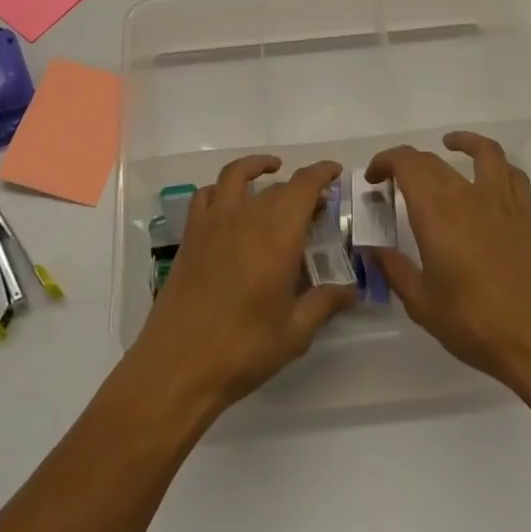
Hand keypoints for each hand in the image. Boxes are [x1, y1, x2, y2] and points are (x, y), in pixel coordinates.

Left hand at [129, 155, 354, 413]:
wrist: (178, 364)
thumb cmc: (243, 348)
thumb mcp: (294, 332)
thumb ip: (324, 303)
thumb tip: (352, 291)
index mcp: (278, 234)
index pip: (303, 186)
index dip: (321, 173)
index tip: (334, 171)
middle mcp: (246, 216)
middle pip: (277, 186)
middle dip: (300, 187)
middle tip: (315, 206)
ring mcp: (214, 222)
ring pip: (236, 175)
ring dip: (256, 167)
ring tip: (271, 171)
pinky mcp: (191, 235)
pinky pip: (206, 195)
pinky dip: (221, 188)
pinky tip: (229, 201)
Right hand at [367, 132, 530, 399]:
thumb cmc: (475, 324)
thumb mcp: (422, 304)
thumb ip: (395, 270)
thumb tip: (374, 250)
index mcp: (436, 212)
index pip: (406, 163)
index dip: (385, 161)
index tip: (374, 179)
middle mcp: (466, 195)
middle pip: (433, 160)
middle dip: (408, 164)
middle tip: (395, 183)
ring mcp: (501, 202)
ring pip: (482, 152)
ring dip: (462, 142)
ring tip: (448, 146)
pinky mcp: (526, 215)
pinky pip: (512, 174)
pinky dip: (497, 164)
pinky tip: (489, 176)